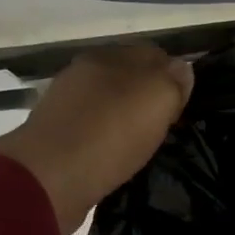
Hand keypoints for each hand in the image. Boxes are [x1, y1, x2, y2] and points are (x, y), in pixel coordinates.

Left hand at [0, 44, 192, 234]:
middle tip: (168, 127)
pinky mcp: (58, 138)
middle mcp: (83, 74)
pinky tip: (118, 157)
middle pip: (129, 79)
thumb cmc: (110, 133)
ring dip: (128, 120)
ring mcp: (66, 105)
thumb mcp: (157, 99)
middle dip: (150, 98)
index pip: (152, 54)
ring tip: (145, 145)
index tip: (185, 106)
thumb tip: (182, 68)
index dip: (174, 77)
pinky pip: (95, 132)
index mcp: (106, 56)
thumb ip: (174, 79)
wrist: (50, 179)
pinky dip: (110, 141)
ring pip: (111, 105)